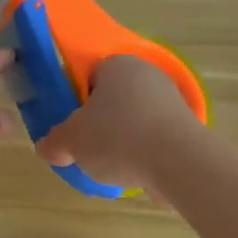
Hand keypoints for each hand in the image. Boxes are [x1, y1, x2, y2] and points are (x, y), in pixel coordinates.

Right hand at [34, 54, 203, 195]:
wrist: (180, 163)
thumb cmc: (118, 138)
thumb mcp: (70, 141)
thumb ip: (53, 142)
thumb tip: (48, 147)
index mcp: (117, 64)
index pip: (90, 75)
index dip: (76, 100)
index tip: (71, 125)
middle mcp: (148, 74)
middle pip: (113, 98)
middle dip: (99, 122)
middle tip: (86, 147)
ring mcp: (172, 100)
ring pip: (135, 119)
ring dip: (123, 139)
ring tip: (111, 167)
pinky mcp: (188, 127)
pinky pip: (155, 138)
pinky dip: (144, 153)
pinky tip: (136, 173)